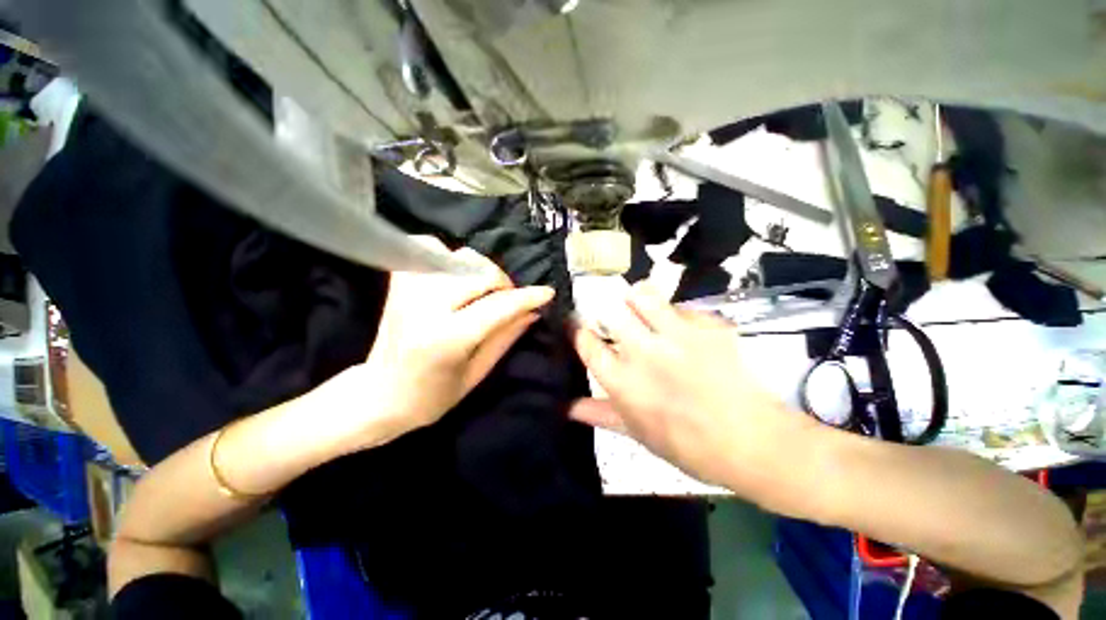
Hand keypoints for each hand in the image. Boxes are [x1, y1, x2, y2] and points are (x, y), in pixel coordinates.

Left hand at [327, 242, 553, 448]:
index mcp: (447, 338)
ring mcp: (408, 290)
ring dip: (478, 269)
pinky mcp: (398, 282)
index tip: (547, 293)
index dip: (527, 297)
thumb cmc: (432, 397)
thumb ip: (506, 337)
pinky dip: (447, 256)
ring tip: (481, 289)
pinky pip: (426, 248)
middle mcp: (425, 307)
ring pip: (456, 256)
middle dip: (503, 282)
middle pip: (478, 272)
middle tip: (508, 298)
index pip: (497, 306)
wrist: (379, 394)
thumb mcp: (477, 373)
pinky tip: (454, 275)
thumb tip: (533, 312)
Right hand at [571, 283, 816, 496]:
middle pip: (610, 310)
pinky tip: (685, 331)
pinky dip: (676, 314)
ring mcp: (677, 335)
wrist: (755, 443)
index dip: (577, 330)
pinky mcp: (707, 325)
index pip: (586, 343)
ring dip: (637, 299)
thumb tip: (567, 407)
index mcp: (623, 382)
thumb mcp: (638, 434)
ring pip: (641, 294)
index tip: (577, 325)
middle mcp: (644, 352)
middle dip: (607, 312)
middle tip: (616, 321)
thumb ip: (600, 414)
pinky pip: (681, 306)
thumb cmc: (690, 445)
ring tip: (643, 311)